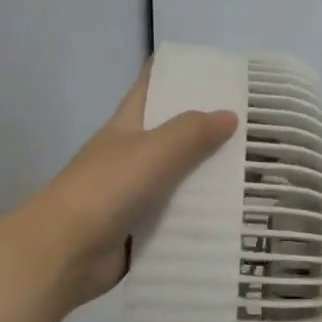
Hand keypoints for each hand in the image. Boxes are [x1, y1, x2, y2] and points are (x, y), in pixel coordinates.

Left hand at [30, 66, 237, 309]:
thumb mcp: (154, 150)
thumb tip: (229, 115)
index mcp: (126, 126)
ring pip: (178, 180)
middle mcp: (130, 156)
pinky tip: (233, 217)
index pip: (151, 87)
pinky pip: (176, 219)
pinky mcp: (139, 230)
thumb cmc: (107, 189)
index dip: (177, 74)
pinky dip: (199, 218)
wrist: (66, 251)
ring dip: (208, 179)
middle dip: (208, 131)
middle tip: (255, 128)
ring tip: (255, 175)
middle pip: (172, 136)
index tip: (218, 70)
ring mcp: (133, 195)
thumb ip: (192, 132)